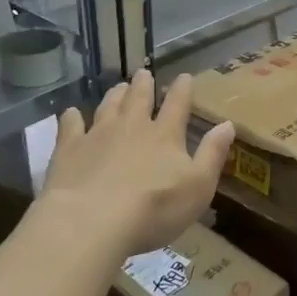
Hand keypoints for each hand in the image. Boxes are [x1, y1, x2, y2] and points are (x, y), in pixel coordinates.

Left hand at [37, 70, 233, 259]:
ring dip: (115, 95)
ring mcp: (97, 135)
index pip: (177, 104)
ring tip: (118, 86)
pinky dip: (71, 117)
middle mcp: (132, 127)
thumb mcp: (198, 186)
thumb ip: (212, 154)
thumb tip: (228, 124)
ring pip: (107, 107)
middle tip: (144, 73)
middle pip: (139, 98)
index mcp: (165, 135)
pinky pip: (70, 127)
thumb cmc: (154, 208)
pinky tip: (70, 113)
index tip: (184, 76)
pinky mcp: (68, 150)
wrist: (91, 222)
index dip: (182, 89)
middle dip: (143, 85)